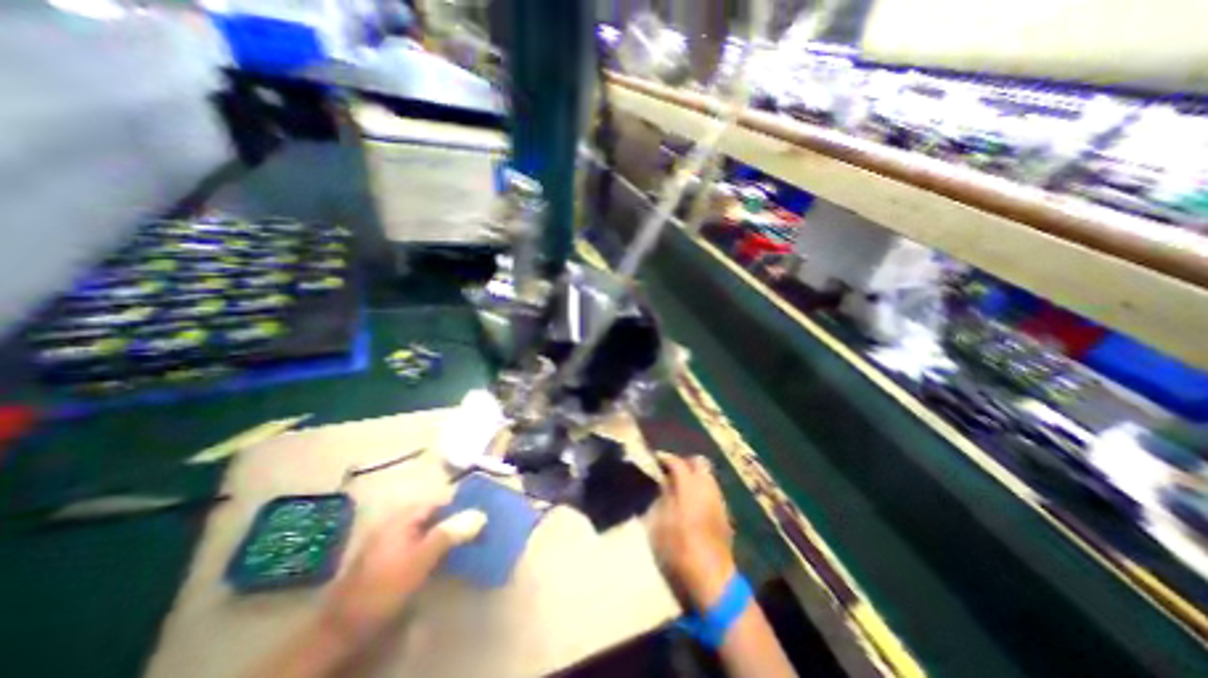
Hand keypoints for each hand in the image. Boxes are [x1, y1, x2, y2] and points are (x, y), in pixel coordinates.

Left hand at [326, 500, 489, 641]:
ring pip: (427, 530)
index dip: (460, 505)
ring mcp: (390, 542)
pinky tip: (443, 559)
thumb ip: (450, 534)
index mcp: (402, 518)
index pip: (439, 501)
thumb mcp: (420, 559)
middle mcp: (396, 523)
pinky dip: (434, 547)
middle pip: (433, 515)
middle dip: (455, 520)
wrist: (340, 631)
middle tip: (478, 529)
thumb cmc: (384, 588)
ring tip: (466, 543)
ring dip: (446, 534)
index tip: (481, 513)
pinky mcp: (388, 561)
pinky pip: (419, 544)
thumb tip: (481, 513)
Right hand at [651, 453, 735, 611]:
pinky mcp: (725, 512)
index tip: (656, 459)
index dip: (665, 458)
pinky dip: (702, 488)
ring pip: (708, 475)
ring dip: (695, 475)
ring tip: (681, 486)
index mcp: (689, 486)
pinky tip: (693, 501)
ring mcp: (719, 499)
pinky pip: (713, 489)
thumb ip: (664, 496)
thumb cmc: (680, 548)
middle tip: (671, 471)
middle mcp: (707, 487)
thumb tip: (664, 482)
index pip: (678, 462)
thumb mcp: (661, 522)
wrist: (712, 576)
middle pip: (698, 462)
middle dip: (684, 462)